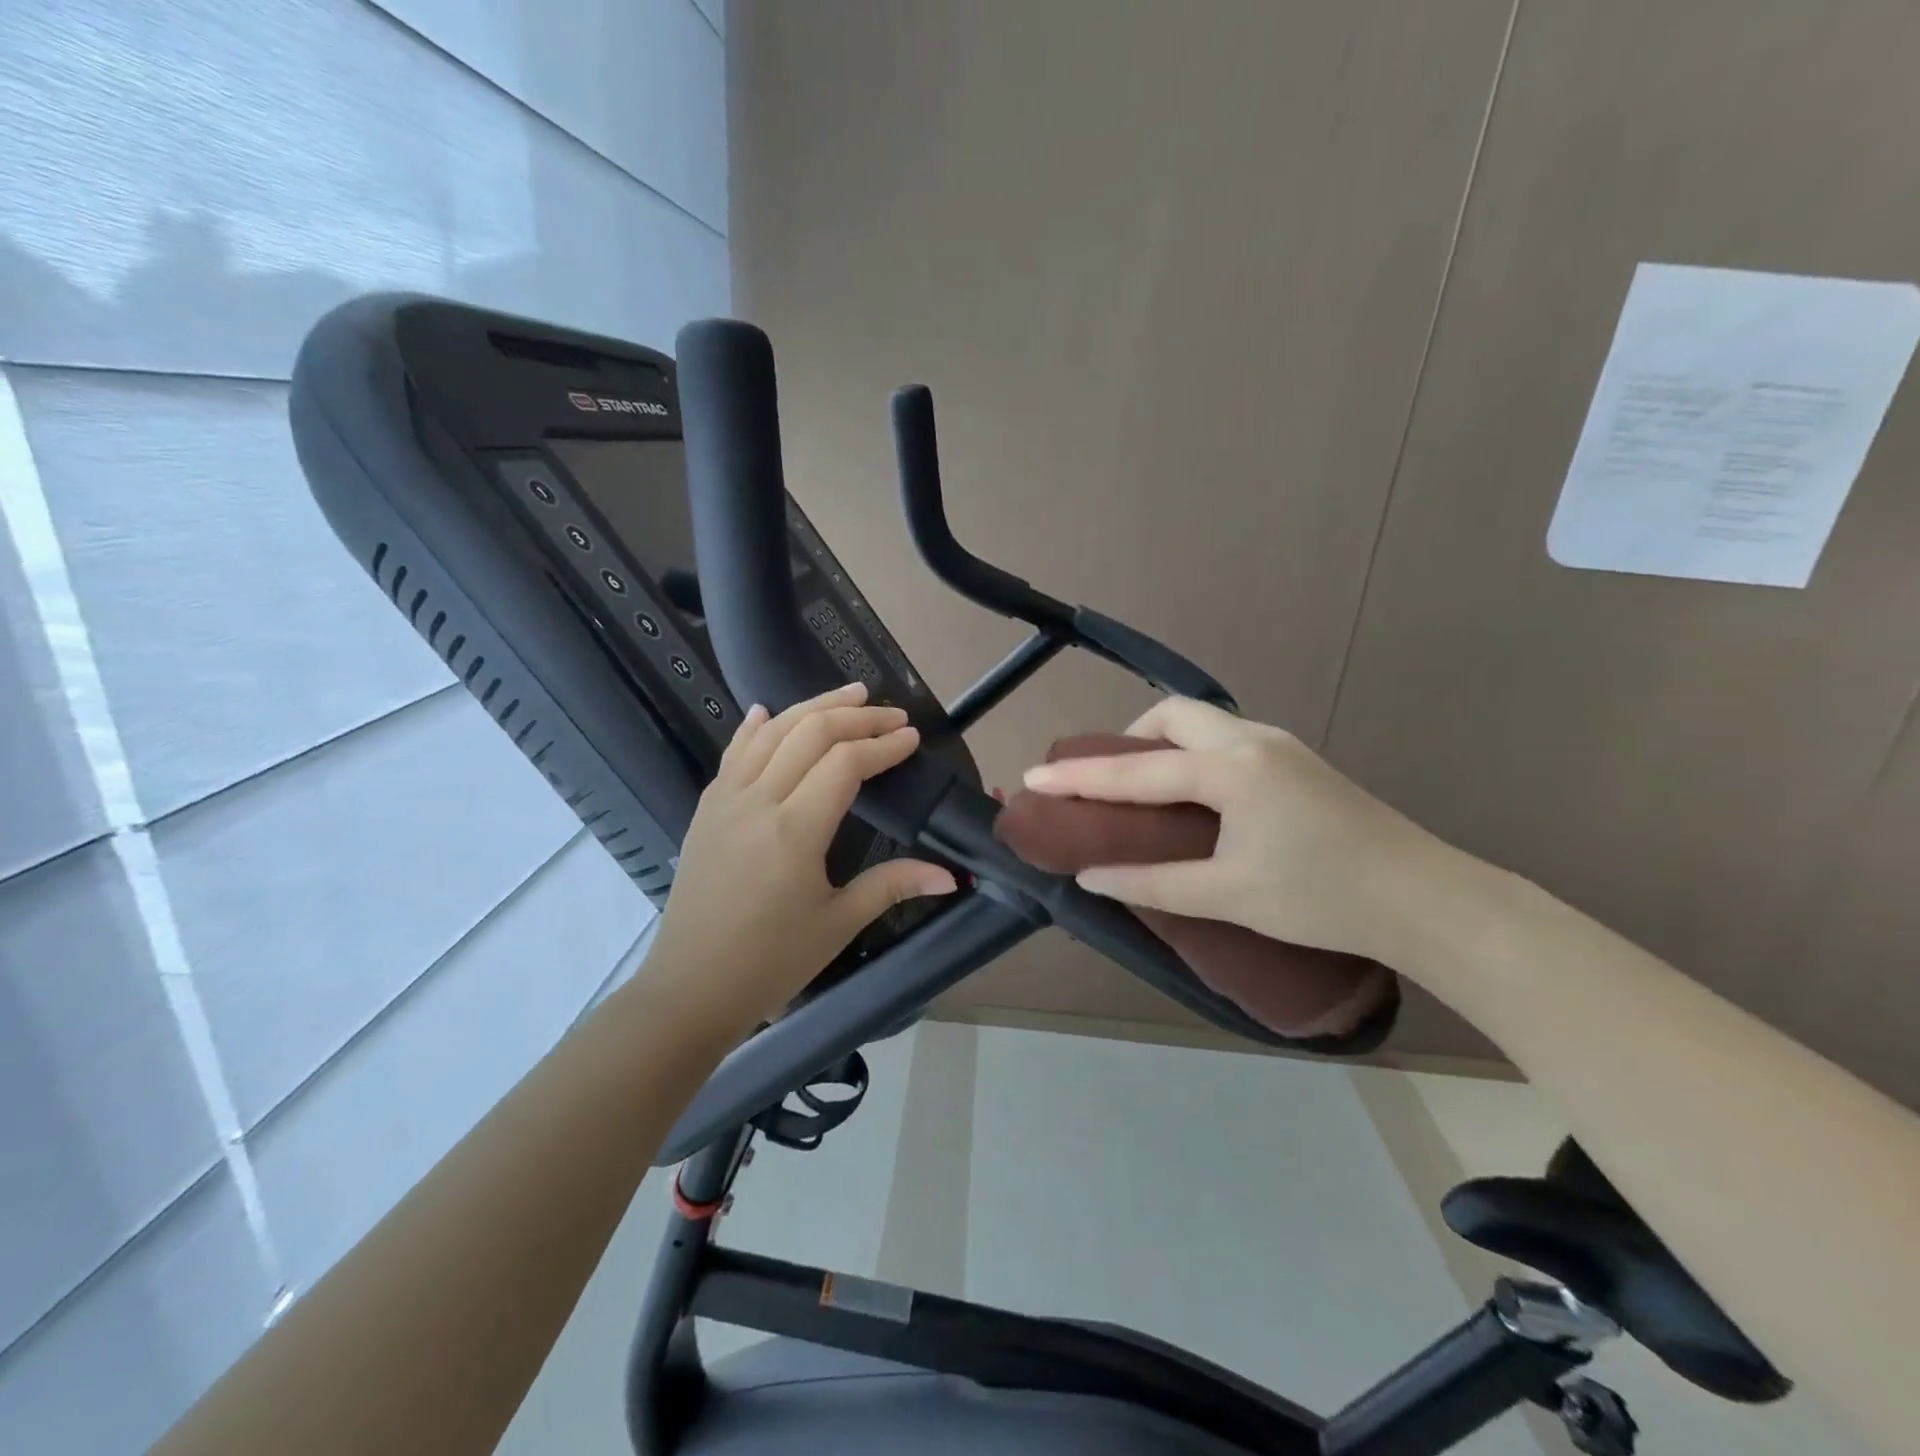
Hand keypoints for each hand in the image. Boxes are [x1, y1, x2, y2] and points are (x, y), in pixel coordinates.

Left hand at [640, 682, 958, 1038]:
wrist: (690, 988)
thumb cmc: (770, 962)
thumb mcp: (838, 924)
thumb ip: (892, 886)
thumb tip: (949, 876)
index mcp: (794, 831)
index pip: (845, 764)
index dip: (883, 745)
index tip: (912, 738)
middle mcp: (757, 802)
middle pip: (810, 733)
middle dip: (857, 716)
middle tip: (891, 713)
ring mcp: (725, 800)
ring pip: (771, 732)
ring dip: (813, 706)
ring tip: (849, 693)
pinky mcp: (706, 809)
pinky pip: (733, 753)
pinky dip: (755, 727)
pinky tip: (766, 711)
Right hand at [1019, 697, 1460, 966]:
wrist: (1427, 900)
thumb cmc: (1323, 899)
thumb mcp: (1228, 896)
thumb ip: (1152, 882)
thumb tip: (1091, 876)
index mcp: (1231, 770)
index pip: (1137, 771)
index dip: (1081, 777)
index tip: (1035, 775)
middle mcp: (1252, 741)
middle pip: (1172, 715)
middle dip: (1128, 739)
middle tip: (1109, 782)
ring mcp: (1281, 745)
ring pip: (1204, 722)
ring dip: (1164, 744)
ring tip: (1148, 791)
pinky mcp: (1299, 760)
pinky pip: (1227, 738)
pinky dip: (1194, 754)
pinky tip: (1198, 796)